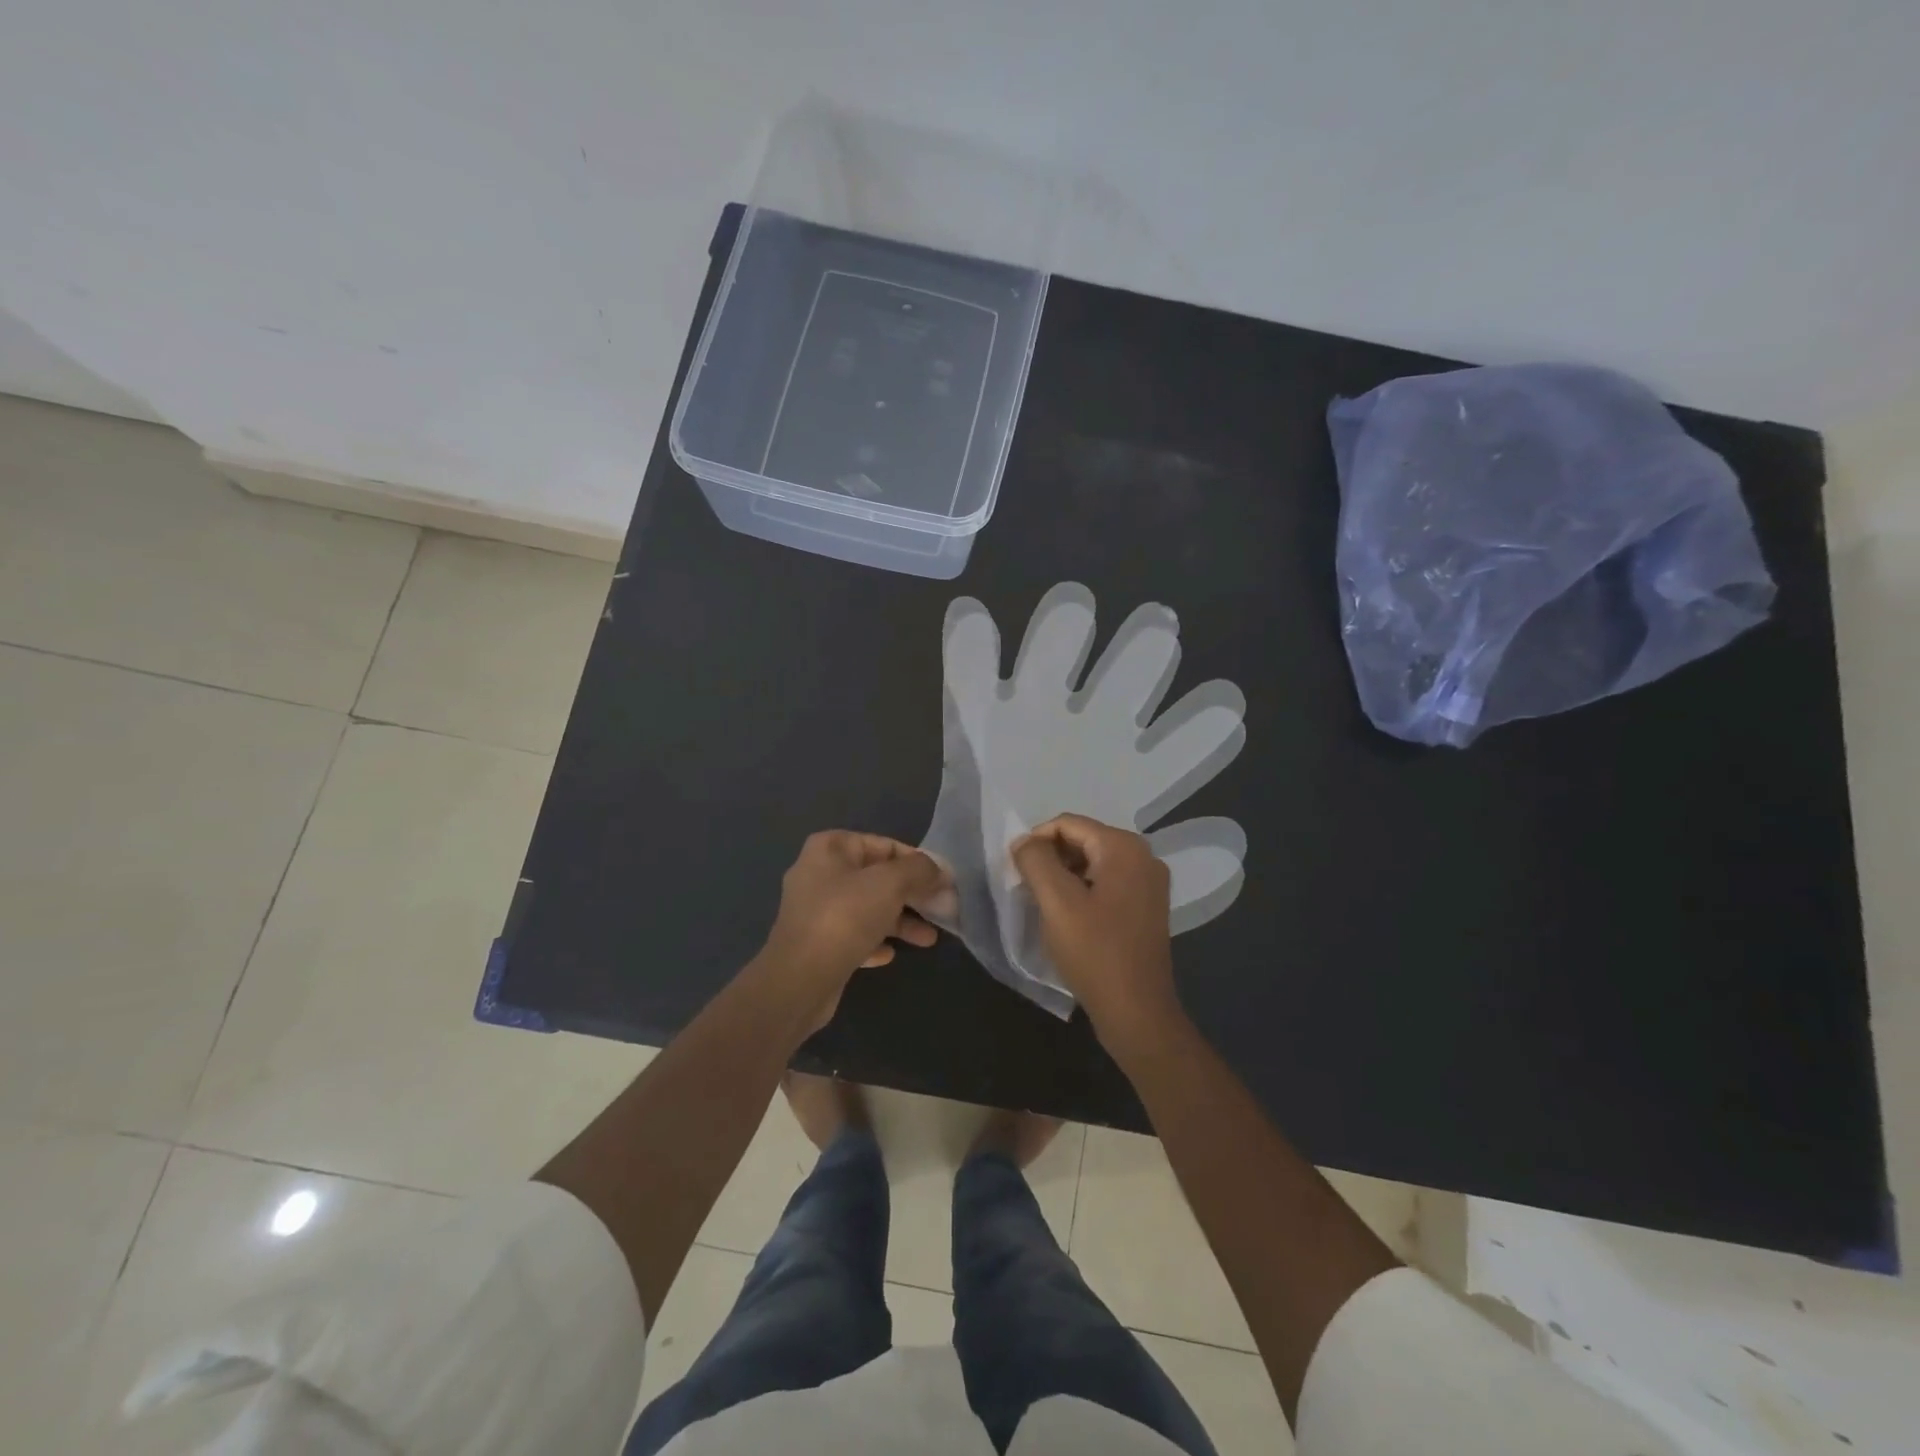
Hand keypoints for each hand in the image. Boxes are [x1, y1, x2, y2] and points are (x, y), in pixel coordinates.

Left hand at [757, 831, 948, 1031]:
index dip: (917, 862)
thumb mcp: (890, 883)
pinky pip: (853, 935)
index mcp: (830, 848)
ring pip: (867, 908)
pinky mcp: (816, 943)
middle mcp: (819, 873)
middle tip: (942, 909)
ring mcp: (815, 910)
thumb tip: (938, 870)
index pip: (885, 845)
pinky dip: (874, 941)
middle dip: (912, 894)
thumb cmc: (844, 917)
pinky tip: (890, 954)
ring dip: (899, 921)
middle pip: (877, 878)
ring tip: (929, 939)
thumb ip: (919, 870)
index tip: (943, 882)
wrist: (799, 980)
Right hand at [1011, 814, 1182, 1047]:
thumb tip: (1023, 841)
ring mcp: (1149, 883)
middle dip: (1051, 859)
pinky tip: (1068, 916)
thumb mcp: (1056, 902)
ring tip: (1044, 904)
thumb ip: (1035, 861)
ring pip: (1093, 862)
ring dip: (1064, 876)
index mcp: (1124, 847)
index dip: (1035, 841)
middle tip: (1027, 888)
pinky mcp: (1147, 906)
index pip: (1068, 824)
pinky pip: (1107, 882)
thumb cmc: (1094, 952)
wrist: (1136, 1011)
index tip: (1015, 871)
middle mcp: (1144, 856)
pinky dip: (1083, 890)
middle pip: (1083, 840)